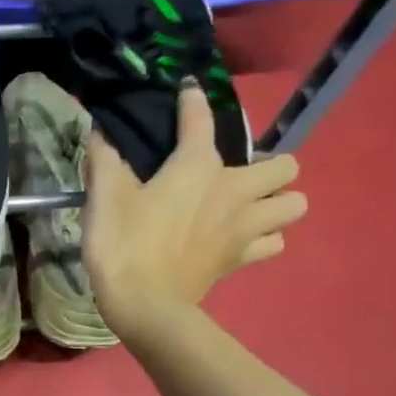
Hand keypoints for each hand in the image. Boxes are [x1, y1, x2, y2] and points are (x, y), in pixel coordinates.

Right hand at [83, 87, 305, 338]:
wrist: (144, 304)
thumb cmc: (123, 244)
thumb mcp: (104, 196)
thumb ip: (104, 158)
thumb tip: (101, 131)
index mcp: (197, 166)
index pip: (200, 118)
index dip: (192, 100)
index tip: (186, 91)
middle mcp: (234, 190)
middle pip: (284, 165)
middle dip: (269, 164)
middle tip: (236, 175)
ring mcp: (245, 227)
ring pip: (294, 204)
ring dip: (277, 201)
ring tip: (249, 206)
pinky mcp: (242, 259)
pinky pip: (275, 242)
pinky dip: (265, 237)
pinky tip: (242, 238)